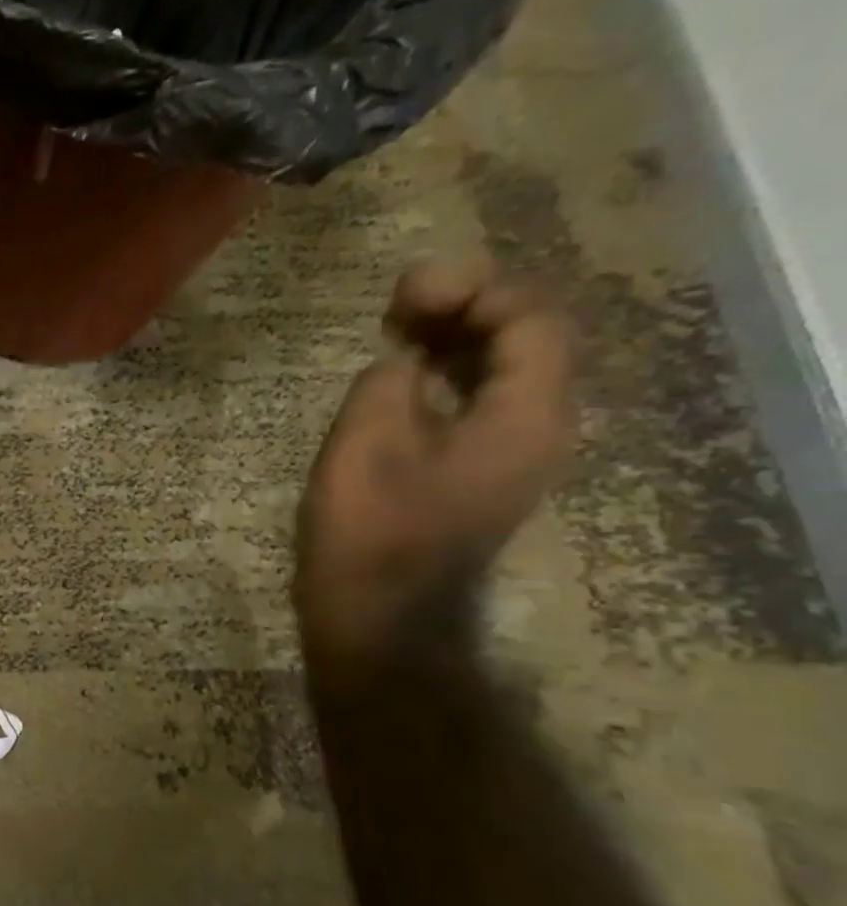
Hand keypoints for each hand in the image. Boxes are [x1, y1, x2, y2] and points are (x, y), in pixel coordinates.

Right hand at [294, 257, 576, 668]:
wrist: (377, 616)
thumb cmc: (371, 530)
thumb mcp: (367, 439)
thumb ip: (390, 378)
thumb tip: (401, 364)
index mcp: (528, 416)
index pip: (532, 318)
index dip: (473, 289)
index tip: (403, 299)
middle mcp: (538, 428)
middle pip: (525, 338)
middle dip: (464, 307)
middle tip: (397, 306)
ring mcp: (509, 454)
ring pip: (500, 370)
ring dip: (452, 340)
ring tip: (392, 331)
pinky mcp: (476, 472)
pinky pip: (476, 402)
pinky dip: (442, 376)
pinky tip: (397, 377)